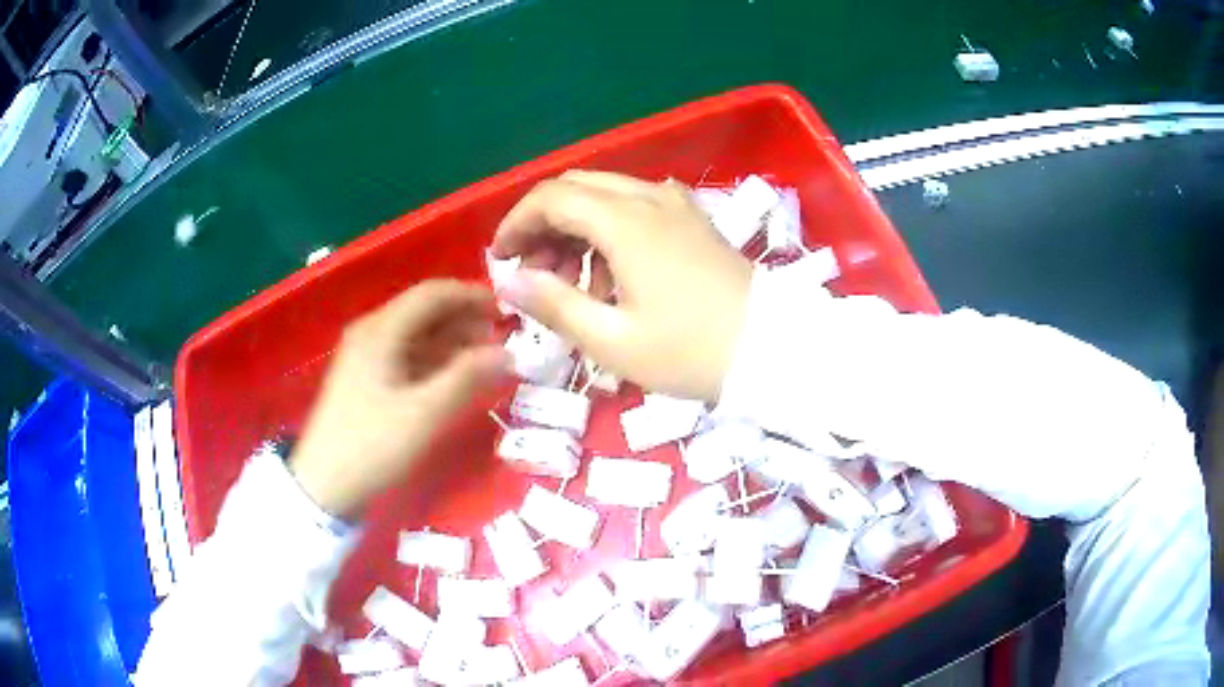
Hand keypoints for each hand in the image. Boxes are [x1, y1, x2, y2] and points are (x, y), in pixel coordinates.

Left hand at [289, 280, 508, 517]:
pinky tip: (456, 376)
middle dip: (464, 319)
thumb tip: (508, 352)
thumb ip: (467, 378)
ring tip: (487, 357)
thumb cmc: (373, 446)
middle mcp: (371, 333)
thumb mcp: (424, 414)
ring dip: (452, 341)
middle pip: (423, 311)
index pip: (432, 294)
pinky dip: (435, 360)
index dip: (472, 296)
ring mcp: (365, 356)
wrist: (325, 486)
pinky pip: (406, 355)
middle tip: (502, 337)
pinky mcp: (365, 379)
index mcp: (380, 331)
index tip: (507, 311)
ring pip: (416, 334)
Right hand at [491, 171, 752, 402]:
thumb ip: (554, 304)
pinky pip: (636, 206)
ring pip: (606, 194)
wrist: (773, 350)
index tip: (500, 260)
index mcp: (626, 221)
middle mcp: (649, 197)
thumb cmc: (690, 352)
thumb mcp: (613, 340)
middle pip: (576, 187)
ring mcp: (676, 204)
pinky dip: (608, 228)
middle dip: (544, 223)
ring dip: (575, 227)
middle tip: (533, 271)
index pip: (551, 198)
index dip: (516, 224)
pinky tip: (614, 274)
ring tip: (571, 283)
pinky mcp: (693, 219)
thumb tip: (509, 280)